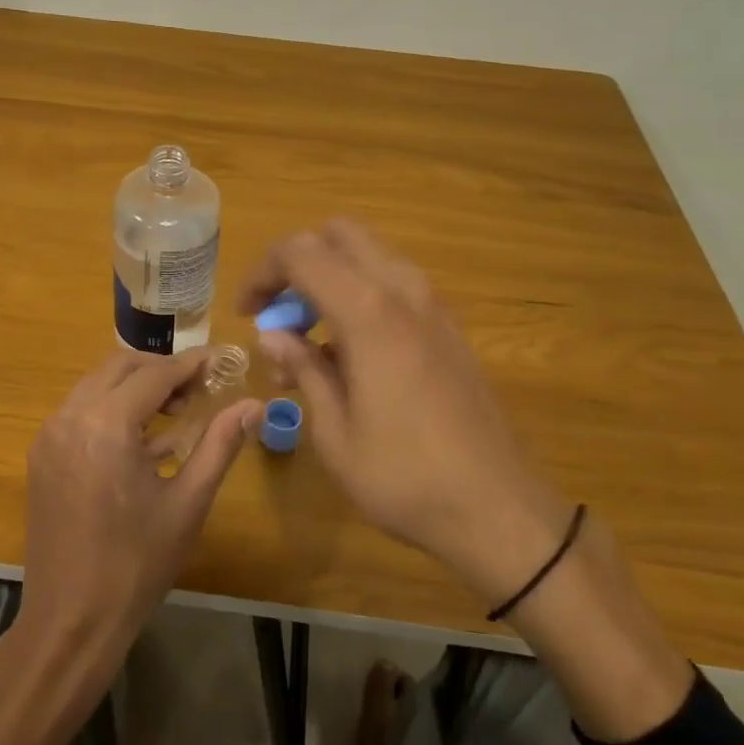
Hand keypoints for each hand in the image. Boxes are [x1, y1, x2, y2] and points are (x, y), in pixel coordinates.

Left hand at [18, 347, 259, 696]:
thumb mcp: (188, 503)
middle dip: (161, 370)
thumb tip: (253, 405)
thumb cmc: (137, 564)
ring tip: (174, 412)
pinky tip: (140, 438)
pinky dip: (111, 407)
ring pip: (96, 384)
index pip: (154, 374)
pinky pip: (80, 410)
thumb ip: (220, 445)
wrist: (71, 620)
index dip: (191, 365)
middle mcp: (70, 417)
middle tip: (198, 390)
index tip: (221, 362)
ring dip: (135, 386)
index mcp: (106, 426)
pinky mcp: (41, 455)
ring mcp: (49, 435)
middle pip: (119, 366)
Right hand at [237, 220, 573, 606]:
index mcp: (368, 311)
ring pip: (371, 255)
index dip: (262, 273)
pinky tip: (351, 353)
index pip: (300, 253)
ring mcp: (434, 306)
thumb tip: (273, 335)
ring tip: (309, 341)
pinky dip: (362, 295)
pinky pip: (396, 284)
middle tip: (278, 313)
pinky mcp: (450, 327)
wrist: (497, 509)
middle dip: (298, 262)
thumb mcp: (334, 431)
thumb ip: (303, 368)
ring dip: (331, 278)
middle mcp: (404, 291)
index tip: (246, 314)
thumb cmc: (403, 476)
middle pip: (339, 235)